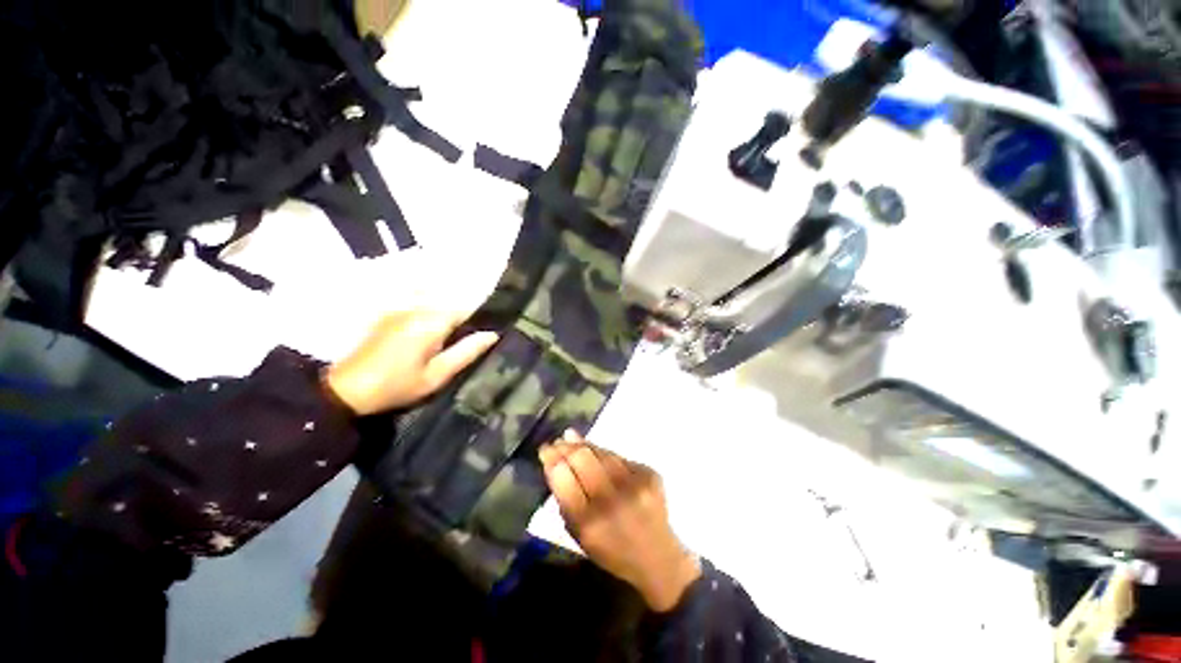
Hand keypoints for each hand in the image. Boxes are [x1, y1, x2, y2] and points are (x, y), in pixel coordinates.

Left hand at [324, 310, 497, 415]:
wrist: (346, 390)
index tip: (488, 330)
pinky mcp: (390, 314)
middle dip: (465, 315)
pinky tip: (432, 333)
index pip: (467, 308)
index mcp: (431, 322)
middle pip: (451, 303)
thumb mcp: (437, 375)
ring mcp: (401, 308)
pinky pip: (419, 305)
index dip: (481, 318)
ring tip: (454, 336)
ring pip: (436, 303)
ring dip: (448, 314)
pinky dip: (431, 313)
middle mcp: (417, 308)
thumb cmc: (397, 386)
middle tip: (473, 336)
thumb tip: (492, 335)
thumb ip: (466, 352)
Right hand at [540, 431, 700, 611]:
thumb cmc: (610, 550)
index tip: (545, 449)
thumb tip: (555, 462)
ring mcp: (634, 484)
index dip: (552, 458)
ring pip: (601, 452)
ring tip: (571, 438)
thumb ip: (565, 499)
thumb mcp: (579, 535)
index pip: (563, 478)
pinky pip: (619, 456)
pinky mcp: (649, 474)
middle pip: (582, 458)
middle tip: (557, 441)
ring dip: (584, 444)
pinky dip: (603, 453)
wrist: (657, 558)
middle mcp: (612, 500)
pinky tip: (595, 451)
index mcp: (589, 523)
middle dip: (566, 446)